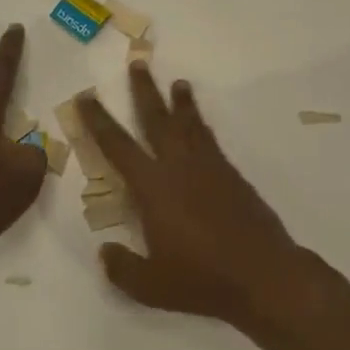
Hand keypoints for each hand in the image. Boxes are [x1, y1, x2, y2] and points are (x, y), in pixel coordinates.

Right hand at [77, 65, 303, 323]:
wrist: (264, 275)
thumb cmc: (202, 280)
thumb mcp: (150, 286)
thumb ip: (122, 268)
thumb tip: (105, 252)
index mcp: (153, 188)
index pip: (117, 146)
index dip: (98, 120)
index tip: (86, 97)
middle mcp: (179, 168)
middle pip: (157, 120)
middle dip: (144, 91)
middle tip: (137, 63)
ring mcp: (209, 168)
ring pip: (189, 124)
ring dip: (180, 102)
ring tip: (177, 82)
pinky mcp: (232, 176)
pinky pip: (210, 140)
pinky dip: (201, 125)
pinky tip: (199, 125)